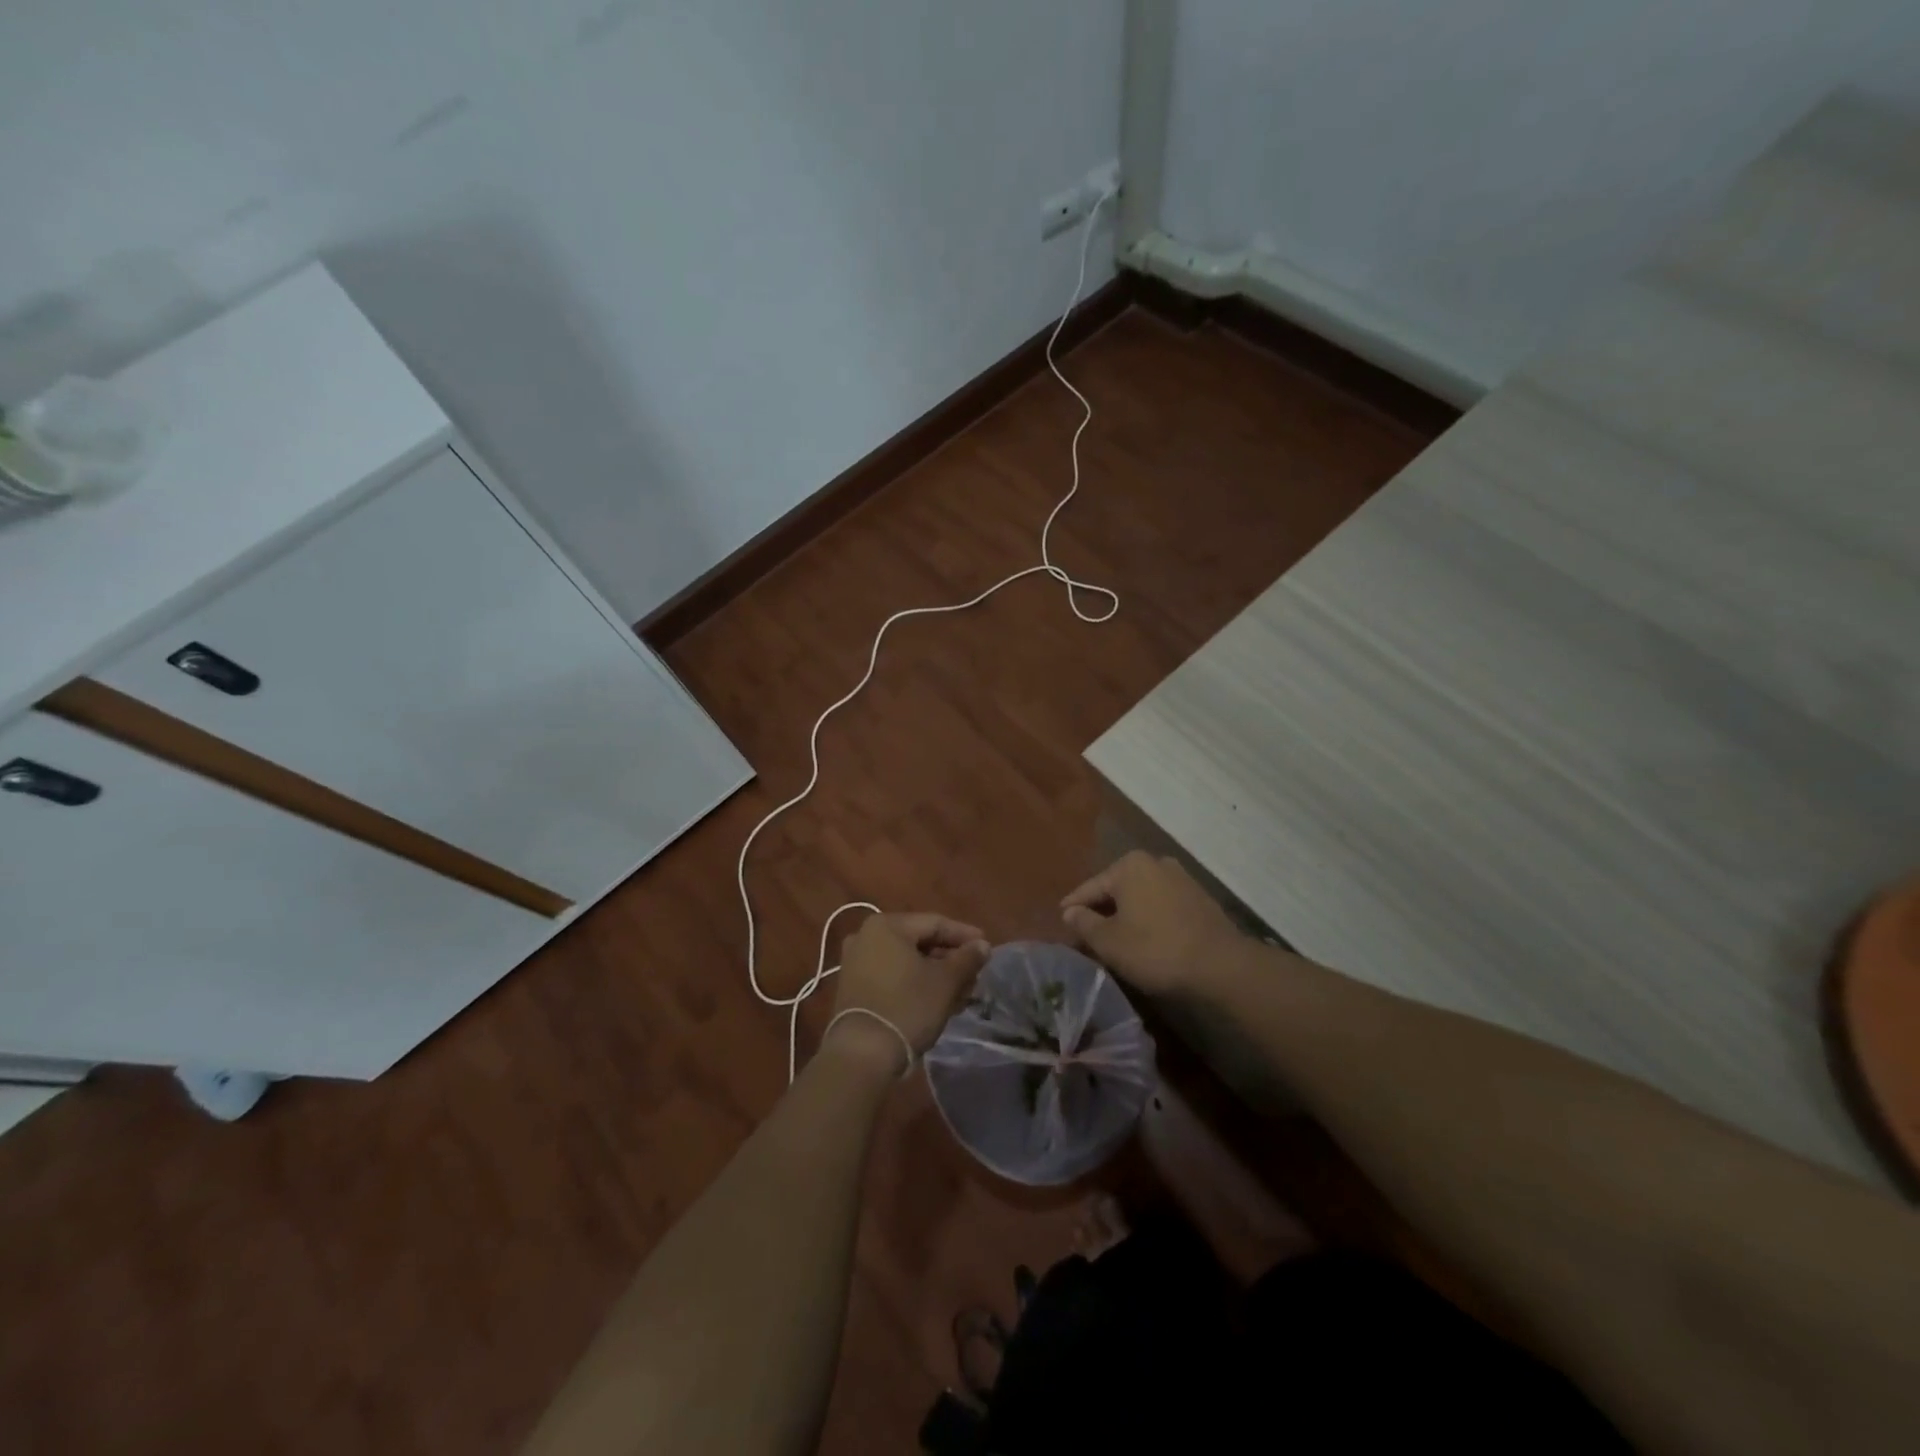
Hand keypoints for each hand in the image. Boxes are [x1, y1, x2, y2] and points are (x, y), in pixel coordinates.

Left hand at [830, 913, 991, 1072]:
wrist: (862, 1054)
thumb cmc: (908, 1007)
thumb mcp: (946, 981)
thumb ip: (967, 958)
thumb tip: (982, 945)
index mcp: (887, 925)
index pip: (935, 923)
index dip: (964, 935)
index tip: (986, 947)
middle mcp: (866, 936)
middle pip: (919, 942)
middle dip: (950, 959)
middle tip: (975, 974)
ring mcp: (856, 963)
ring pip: (907, 962)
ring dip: (936, 974)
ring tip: (962, 992)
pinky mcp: (854, 988)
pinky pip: (892, 976)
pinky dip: (916, 984)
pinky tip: (938, 1001)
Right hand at [1061, 852, 1243, 995]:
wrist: (1221, 966)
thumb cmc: (1155, 949)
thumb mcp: (1109, 941)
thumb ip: (1084, 923)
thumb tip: (1069, 911)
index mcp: (1129, 865)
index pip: (1090, 887)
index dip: (1073, 907)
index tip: (1061, 923)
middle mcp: (1155, 862)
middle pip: (1117, 888)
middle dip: (1101, 910)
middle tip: (1086, 933)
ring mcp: (1181, 878)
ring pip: (1141, 896)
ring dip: (1127, 914)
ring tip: (1115, 938)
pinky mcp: (1200, 898)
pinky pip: (1162, 905)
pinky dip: (1149, 918)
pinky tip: (1145, 938)